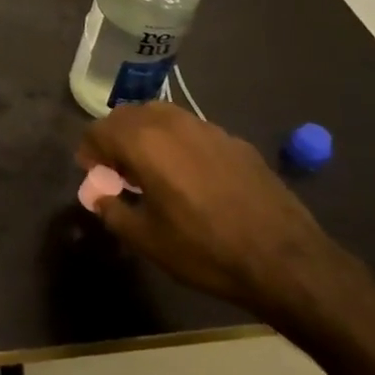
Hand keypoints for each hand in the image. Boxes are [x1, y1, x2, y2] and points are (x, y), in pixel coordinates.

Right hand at [78, 102, 341, 318]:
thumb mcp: (147, 240)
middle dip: (115, 138)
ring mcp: (207, 127)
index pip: (99, 129)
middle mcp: (171, 123)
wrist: (285, 259)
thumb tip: (98, 195)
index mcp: (143, 142)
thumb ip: (112, 210)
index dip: (89, 151)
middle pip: (127, 115)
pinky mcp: (234, 140)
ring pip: (161, 116)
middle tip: (118, 171)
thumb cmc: (205, 250)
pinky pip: (192, 130)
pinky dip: (178, 143)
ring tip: (152, 169)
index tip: (93, 174)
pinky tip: (190, 176)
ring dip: (146, 135)